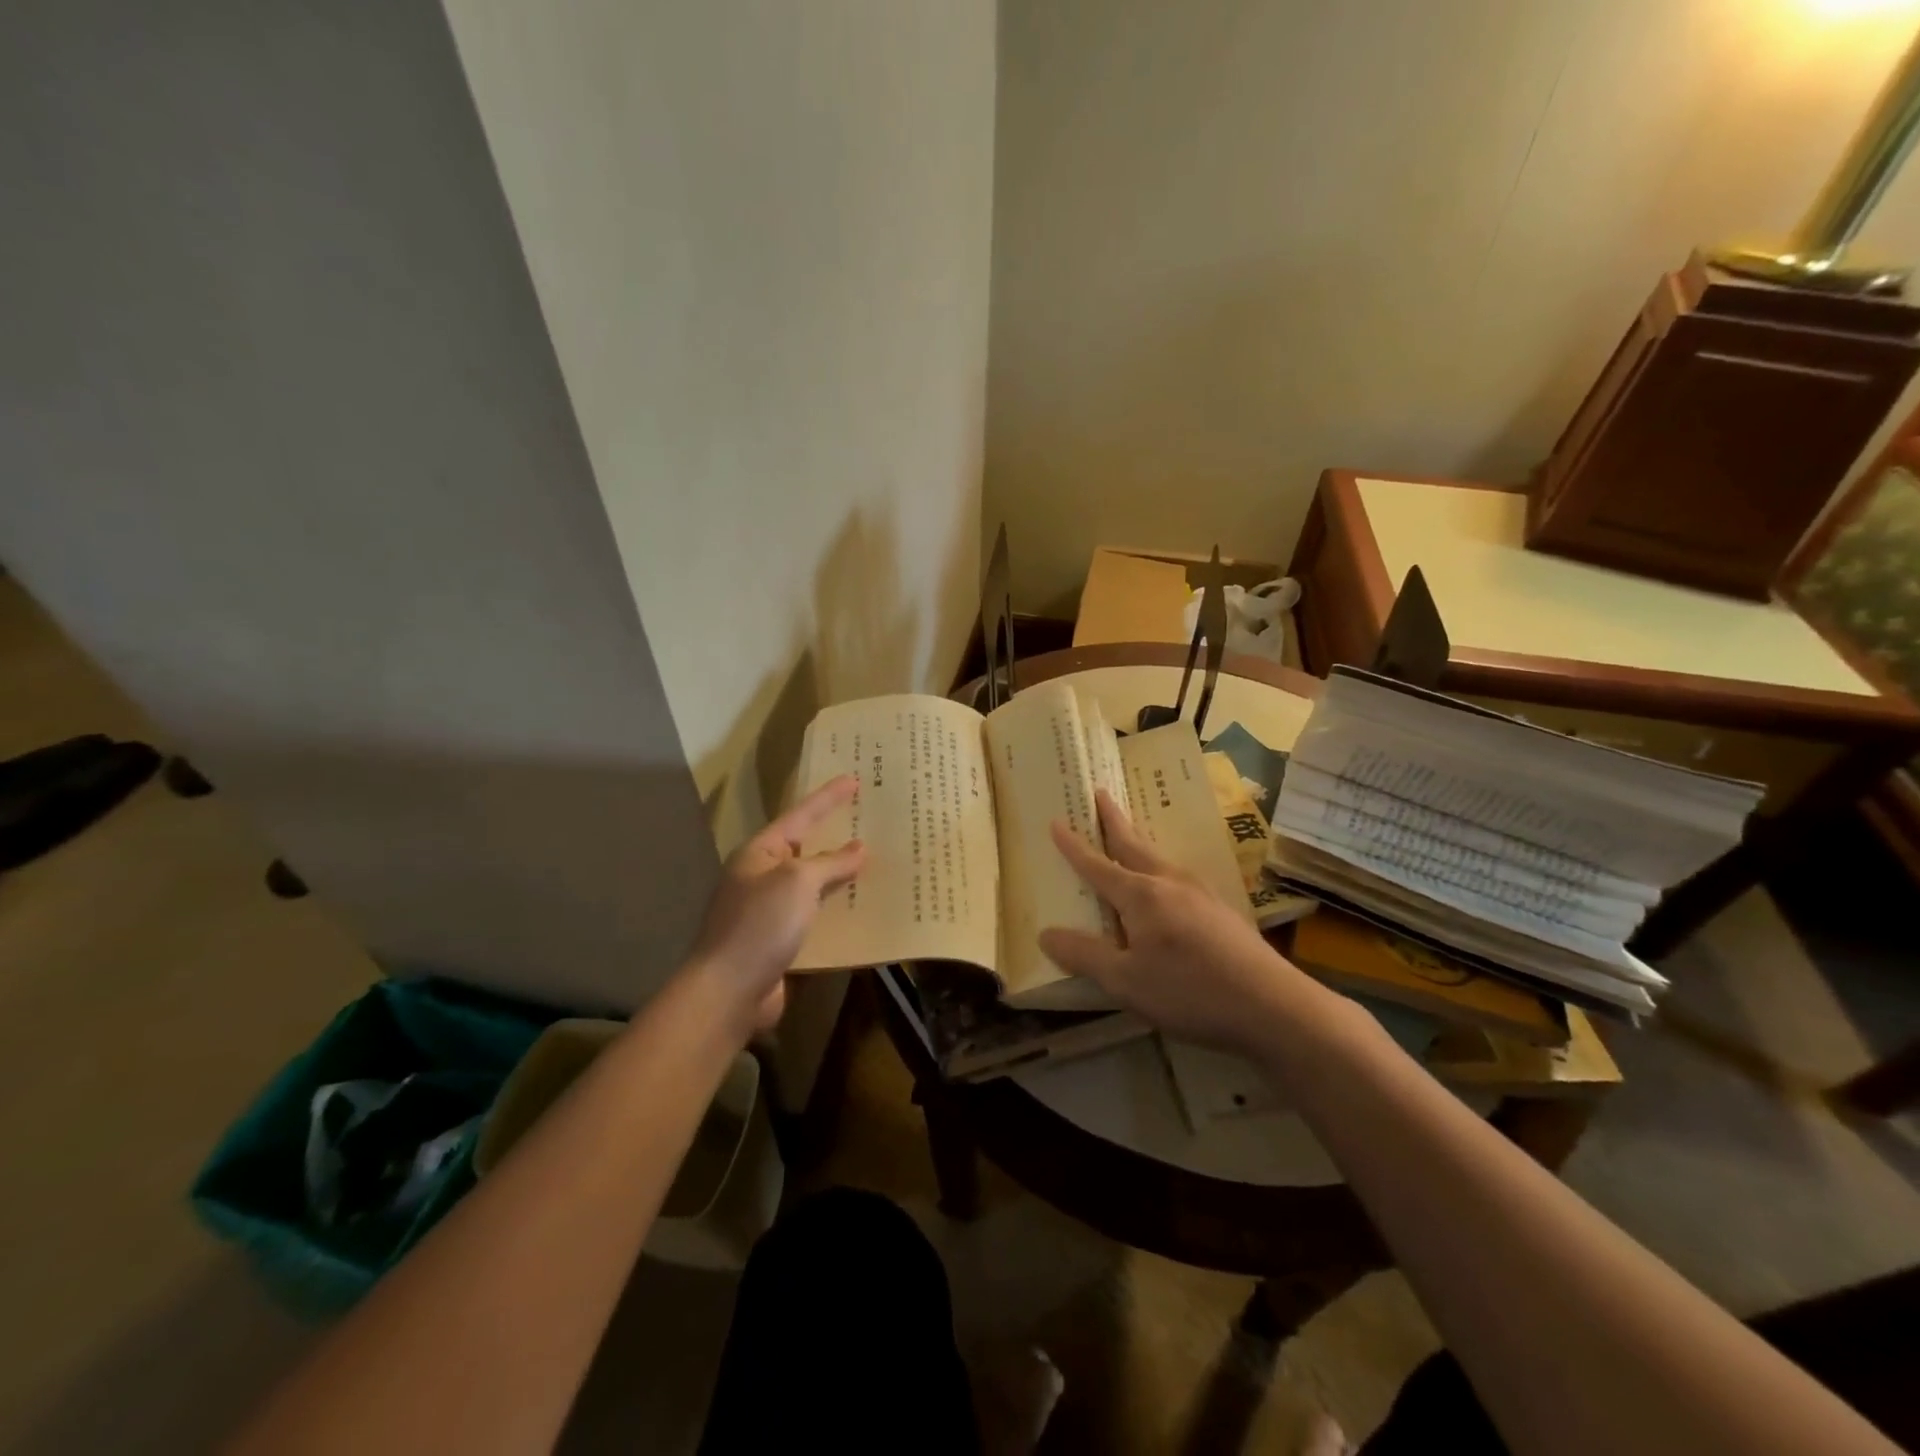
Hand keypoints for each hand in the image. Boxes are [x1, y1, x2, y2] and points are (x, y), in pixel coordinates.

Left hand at [687, 775, 865, 1035]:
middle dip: (835, 834)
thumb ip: (830, 863)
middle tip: (867, 817)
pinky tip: (860, 908)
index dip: (828, 797)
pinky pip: (814, 915)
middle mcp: (762, 876)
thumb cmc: (760, 924)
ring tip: (874, 861)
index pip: (801, 815)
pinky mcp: (779, 940)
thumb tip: (859, 848)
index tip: (854, 779)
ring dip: (840, 874)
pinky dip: (836, 909)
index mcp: (760, 853)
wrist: (729, 991)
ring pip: (812, 884)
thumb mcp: (798, 883)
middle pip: (806, 848)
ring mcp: (768, 910)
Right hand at [1040, 791, 1318, 1052]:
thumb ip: (1085, 955)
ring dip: (1138, 842)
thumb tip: (1046, 933)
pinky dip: (1159, 868)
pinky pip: (1178, 878)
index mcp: (1140, 895)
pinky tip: (1166, 885)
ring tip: (1128, 837)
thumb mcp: (1126, 981)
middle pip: (1133, 844)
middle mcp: (1169, 883)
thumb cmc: (1189, 990)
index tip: (1056, 821)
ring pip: (1159, 859)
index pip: (1097, 865)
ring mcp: (1199, 893)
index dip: (1073, 847)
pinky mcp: (1220, 910)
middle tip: (1101, 793)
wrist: (1272, 1004)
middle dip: (1113, 820)